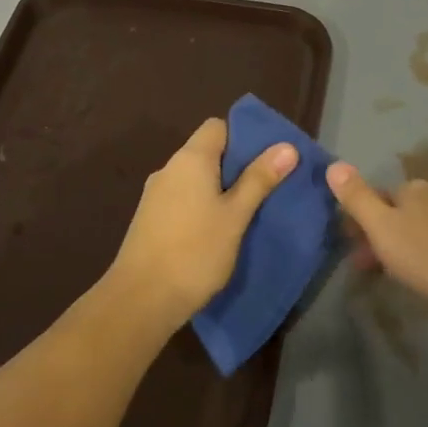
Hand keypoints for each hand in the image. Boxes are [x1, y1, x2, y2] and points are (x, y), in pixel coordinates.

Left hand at [104, 117, 297, 326]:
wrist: (141, 299)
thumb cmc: (195, 251)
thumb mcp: (236, 216)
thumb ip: (259, 179)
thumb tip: (287, 146)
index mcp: (190, 159)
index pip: (217, 127)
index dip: (243, 136)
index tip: (267, 159)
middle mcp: (169, 168)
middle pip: (207, 152)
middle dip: (236, 166)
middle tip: (266, 188)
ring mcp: (155, 194)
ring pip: (195, 179)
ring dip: (219, 189)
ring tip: (247, 212)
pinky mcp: (149, 219)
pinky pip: (182, 199)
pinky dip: (202, 205)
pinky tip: (217, 230)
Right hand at [326, 162, 427, 321]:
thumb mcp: (383, 228)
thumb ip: (357, 198)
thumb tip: (333, 163)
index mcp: (411, 189)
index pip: (375, 197)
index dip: (359, 222)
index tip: (350, 250)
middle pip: (397, 213)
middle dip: (379, 237)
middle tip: (368, 269)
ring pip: (418, 229)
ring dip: (402, 248)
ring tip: (396, 277)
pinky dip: (426, 257)